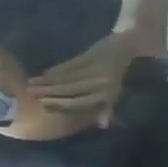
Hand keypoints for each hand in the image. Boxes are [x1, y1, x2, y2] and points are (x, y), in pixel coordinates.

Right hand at [28, 27, 157, 116]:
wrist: (137, 41)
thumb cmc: (130, 70)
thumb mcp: (123, 91)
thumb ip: (109, 107)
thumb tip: (101, 125)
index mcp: (110, 92)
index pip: (80, 101)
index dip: (61, 104)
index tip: (44, 105)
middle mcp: (102, 81)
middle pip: (70, 89)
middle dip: (49, 92)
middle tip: (30, 94)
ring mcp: (97, 67)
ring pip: (67, 77)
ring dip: (48, 81)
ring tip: (31, 84)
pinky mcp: (92, 54)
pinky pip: (71, 64)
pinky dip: (56, 69)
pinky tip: (44, 72)